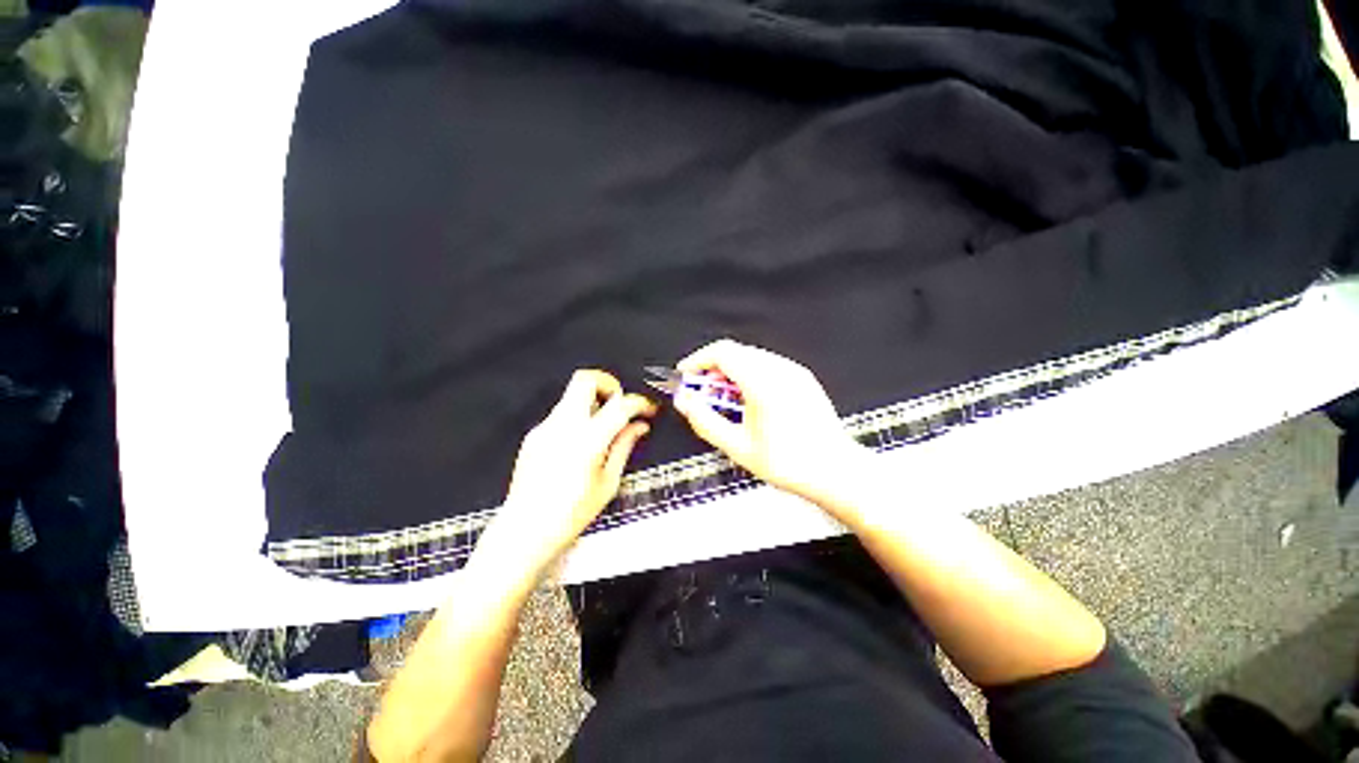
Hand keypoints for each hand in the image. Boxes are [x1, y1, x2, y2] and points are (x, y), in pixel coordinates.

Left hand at [472, 370, 656, 585]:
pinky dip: (578, 417)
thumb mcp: (608, 482)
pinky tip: (582, 444)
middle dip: (609, 384)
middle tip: (620, 405)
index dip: (639, 403)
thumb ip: (624, 446)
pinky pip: (562, 413)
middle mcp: (564, 425)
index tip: (648, 410)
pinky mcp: (534, 434)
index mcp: (588, 440)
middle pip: (586, 379)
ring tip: (604, 429)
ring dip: (594, 401)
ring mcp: (545, 427)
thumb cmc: (572, 513)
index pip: (620, 405)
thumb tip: (640, 426)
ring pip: (572, 395)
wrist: (525, 529)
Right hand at [673, 339, 869, 505]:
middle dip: (713, 369)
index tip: (685, 376)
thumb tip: (684, 401)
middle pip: (736, 352)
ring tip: (725, 401)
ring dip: (731, 372)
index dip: (698, 360)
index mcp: (763, 382)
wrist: (835, 470)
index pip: (722, 352)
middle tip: (703, 395)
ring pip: (751, 357)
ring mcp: (794, 371)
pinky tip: (749, 401)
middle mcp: (780, 369)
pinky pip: (768, 365)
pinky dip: (749, 375)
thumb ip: (705, 421)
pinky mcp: (803, 377)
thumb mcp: (737, 447)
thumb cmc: (787, 463)